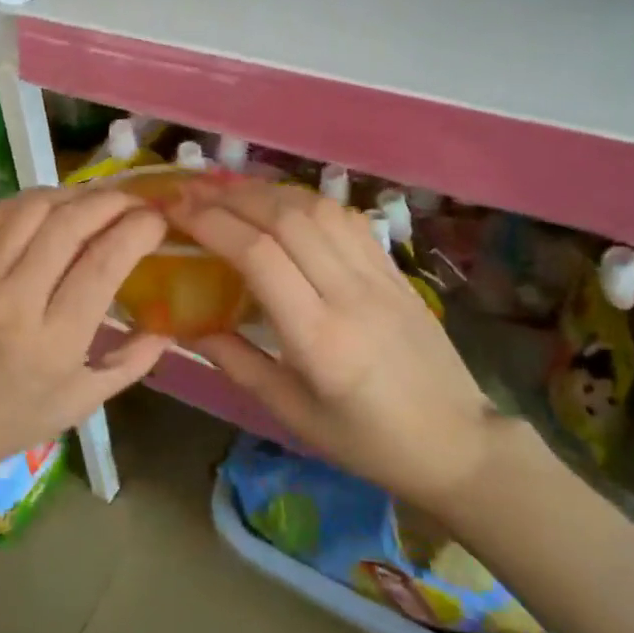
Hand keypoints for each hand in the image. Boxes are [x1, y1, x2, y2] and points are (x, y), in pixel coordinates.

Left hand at [0, 187, 170, 498]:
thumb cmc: (6, 423)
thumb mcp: (78, 405)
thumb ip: (129, 364)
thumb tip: (168, 327)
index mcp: (52, 342)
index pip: (103, 263)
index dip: (138, 230)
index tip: (158, 221)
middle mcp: (15, 300)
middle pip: (70, 224)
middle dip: (113, 201)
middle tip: (136, 201)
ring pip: (34, 208)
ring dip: (75, 194)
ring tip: (99, 200)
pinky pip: (0, 214)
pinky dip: (35, 199)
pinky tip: (54, 205)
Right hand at [169, 180, 497, 510]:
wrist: (457, 442)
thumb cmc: (367, 441)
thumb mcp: (293, 414)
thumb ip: (237, 363)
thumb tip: (186, 325)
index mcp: (319, 338)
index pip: (259, 255)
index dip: (212, 223)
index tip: (176, 211)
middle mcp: (349, 294)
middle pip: (285, 218)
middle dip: (230, 196)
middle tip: (190, 192)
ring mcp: (378, 276)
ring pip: (316, 208)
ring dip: (265, 191)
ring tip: (226, 190)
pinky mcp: (394, 269)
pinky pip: (345, 218)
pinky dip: (304, 200)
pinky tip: (281, 203)